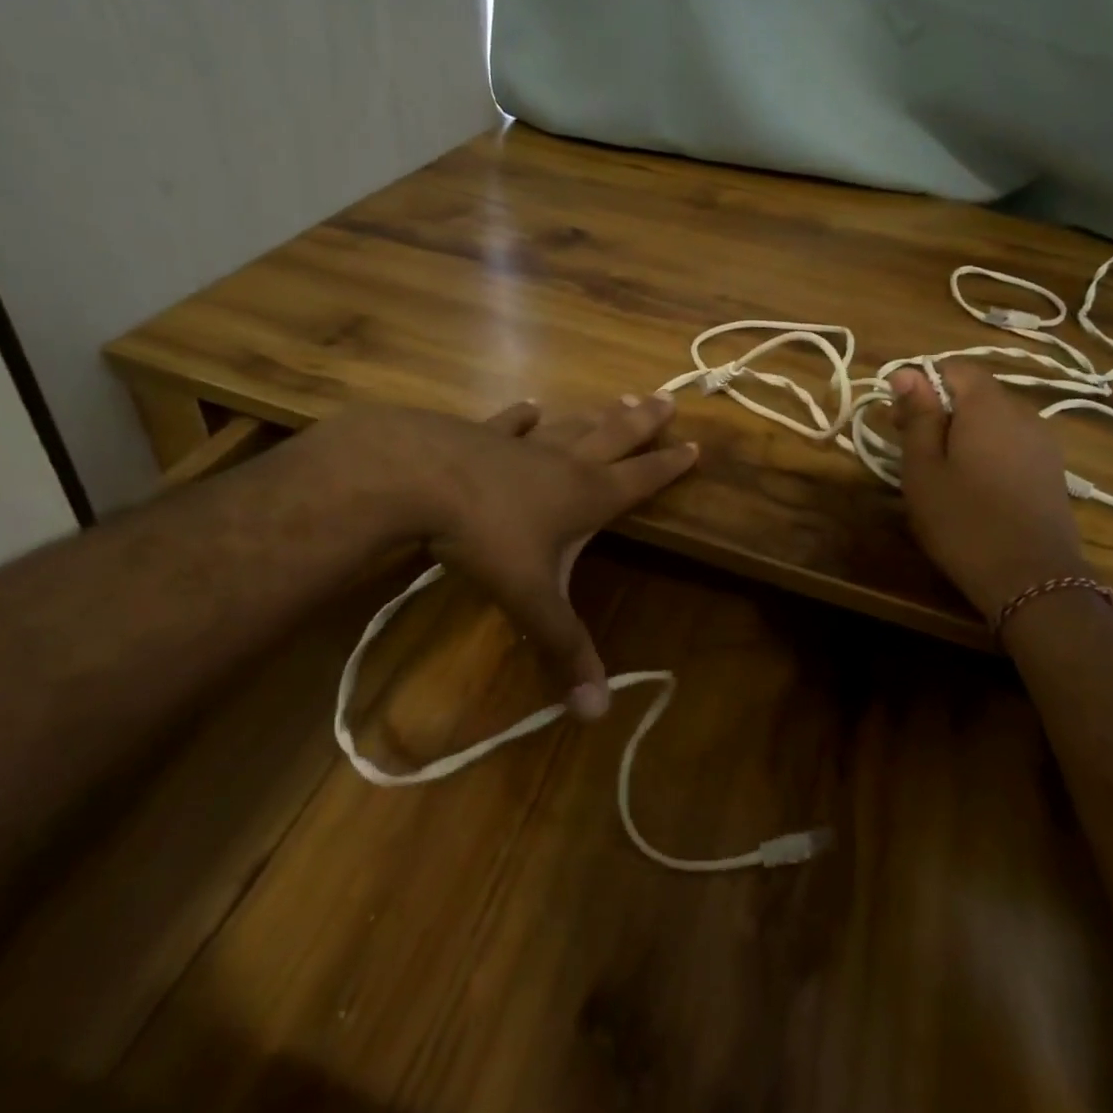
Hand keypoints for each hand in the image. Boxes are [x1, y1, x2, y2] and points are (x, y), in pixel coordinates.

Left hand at [318, 392, 696, 719]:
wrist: (417, 478)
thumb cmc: (484, 536)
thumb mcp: (530, 598)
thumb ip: (563, 648)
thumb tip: (597, 713)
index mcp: (585, 495)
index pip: (640, 479)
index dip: (669, 466)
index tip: (695, 445)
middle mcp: (563, 462)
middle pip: (614, 437)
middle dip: (644, 423)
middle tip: (667, 398)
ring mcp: (522, 444)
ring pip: (571, 426)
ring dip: (597, 416)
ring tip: (620, 399)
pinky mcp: (481, 435)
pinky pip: (510, 424)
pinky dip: (522, 416)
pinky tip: (531, 406)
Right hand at [889, 360, 1089, 624]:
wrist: (1033, 581)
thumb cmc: (964, 521)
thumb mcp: (923, 469)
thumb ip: (917, 416)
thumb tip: (907, 372)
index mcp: (989, 407)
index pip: (956, 368)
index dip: (923, 383)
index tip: (899, 417)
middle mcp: (1023, 415)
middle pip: (977, 393)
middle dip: (941, 410)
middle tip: (911, 449)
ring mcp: (1044, 444)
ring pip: (994, 421)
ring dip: (964, 434)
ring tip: (941, 472)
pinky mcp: (1052, 472)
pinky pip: (1012, 445)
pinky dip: (988, 453)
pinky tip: (974, 488)